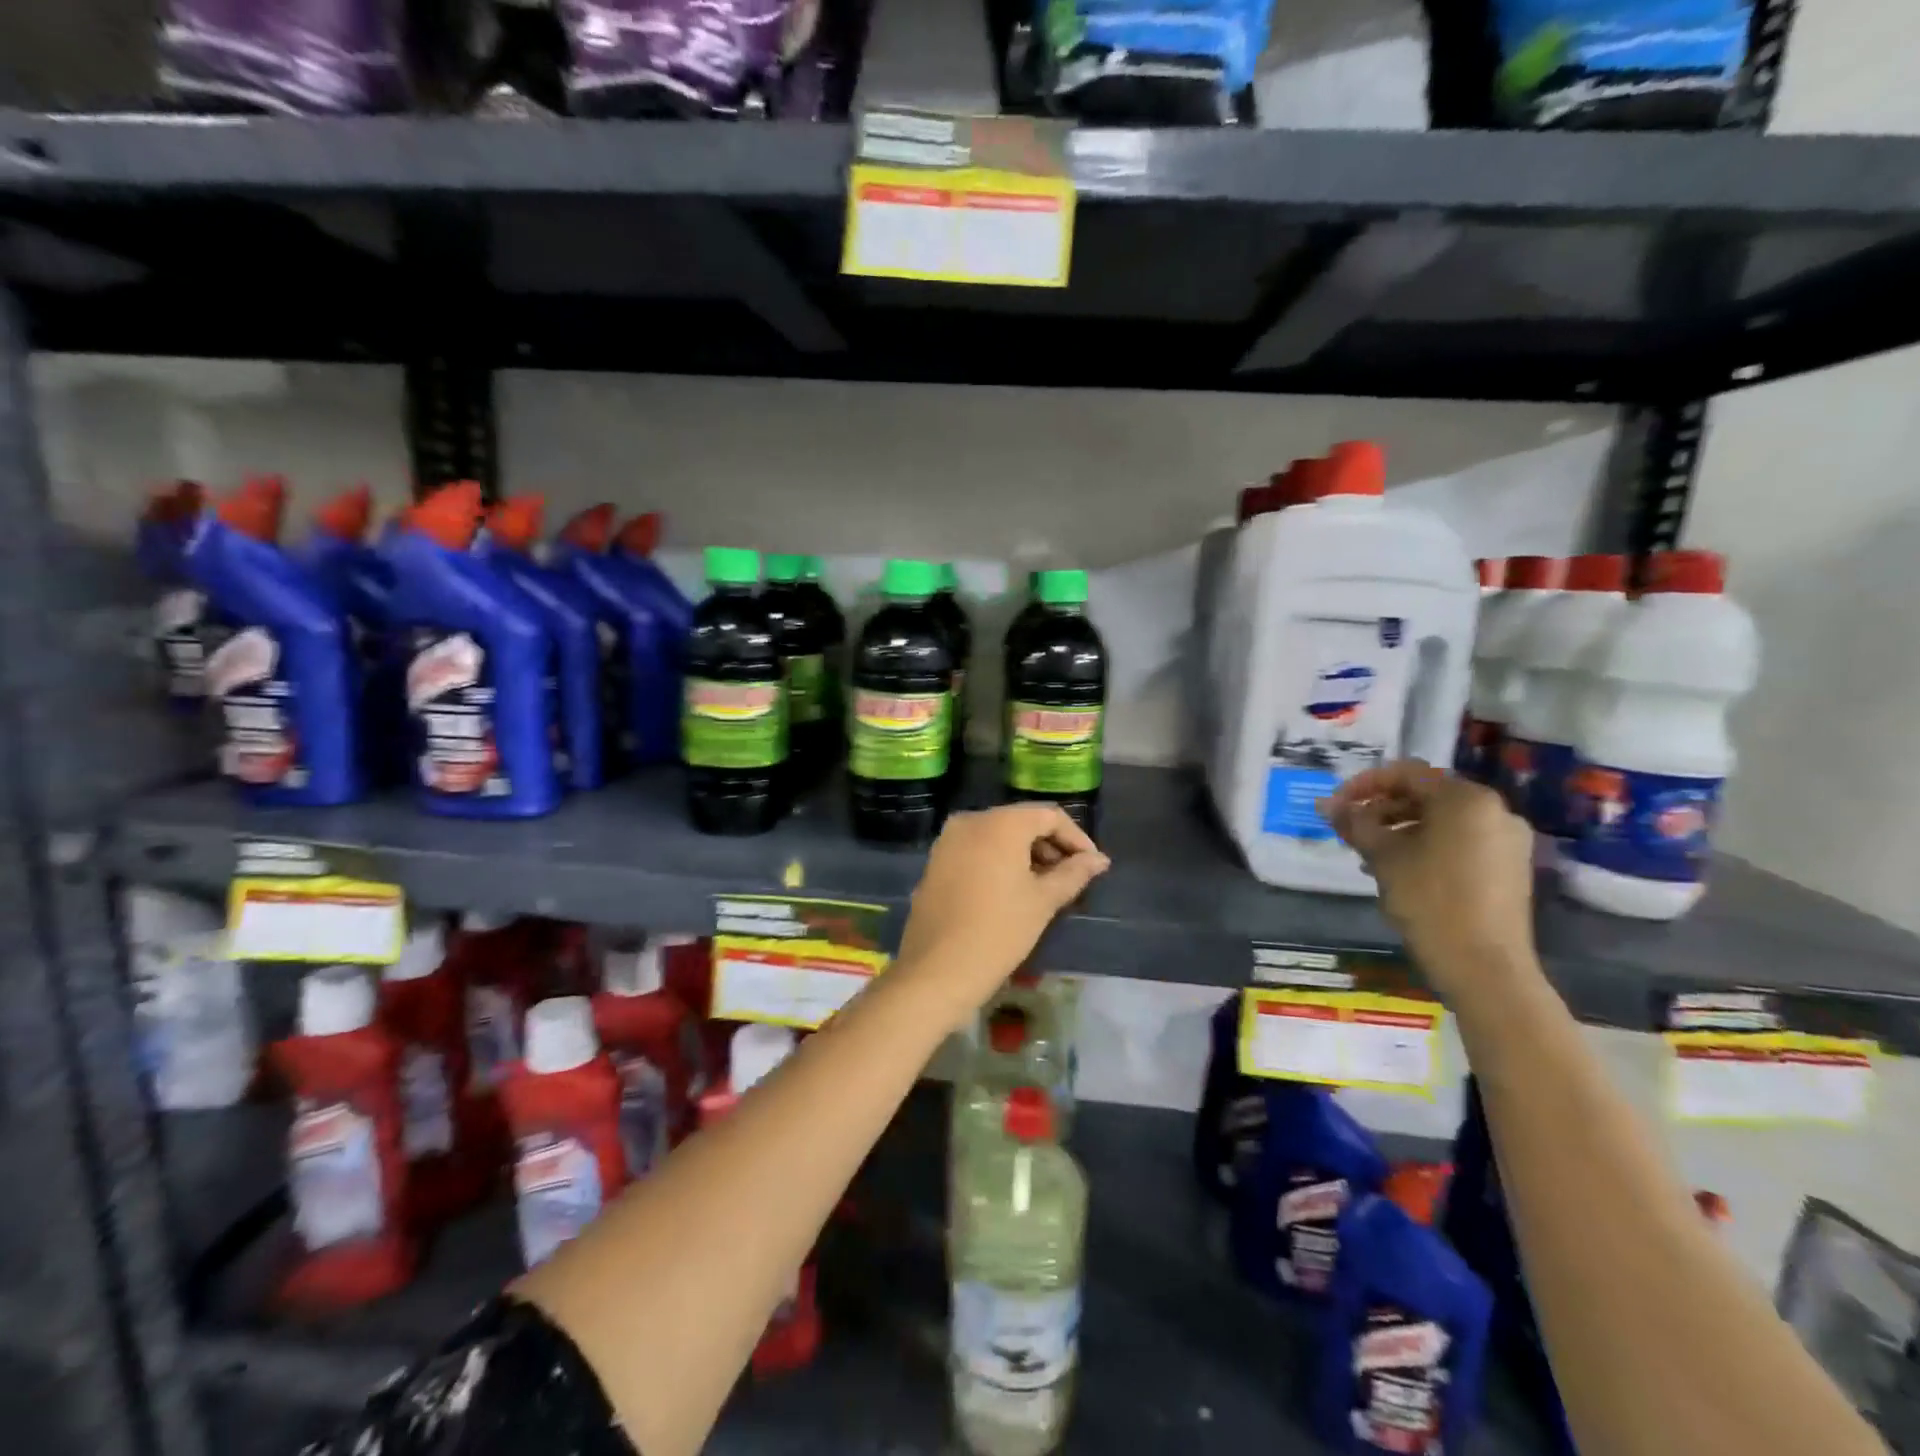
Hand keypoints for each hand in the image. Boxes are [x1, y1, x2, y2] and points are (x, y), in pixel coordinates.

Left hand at [895, 804, 1110, 1023]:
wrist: (938, 969)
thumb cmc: (1000, 930)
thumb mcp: (1043, 900)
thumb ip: (1074, 873)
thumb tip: (1099, 860)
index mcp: (1000, 823)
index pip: (1049, 815)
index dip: (1076, 838)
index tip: (1092, 865)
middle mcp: (971, 820)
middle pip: (1021, 822)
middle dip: (1050, 845)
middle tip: (1071, 877)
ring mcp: (948, 840)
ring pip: (997, 835)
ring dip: (1025, 854)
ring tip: (1045, 886)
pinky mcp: (935, 862)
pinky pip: (976, 849)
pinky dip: (999, 861)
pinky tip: (1012, 890)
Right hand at [1322, 760, 1535, 997]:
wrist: (1485, 966)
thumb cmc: (1430, 900)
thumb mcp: (1383, 857)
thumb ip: (1355, 824)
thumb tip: (1327, 805)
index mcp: (1466, 799)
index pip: (1406, 774)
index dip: (1364, 785)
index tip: (1336, 805)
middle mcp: (1494, 810)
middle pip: (1427, 795)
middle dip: (1383, 808)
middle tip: (1351, 829)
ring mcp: (1508, 839)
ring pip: (1443, 820)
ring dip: (1402, 828)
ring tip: (1370, 853)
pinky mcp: (1510, 867)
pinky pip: (1461, 841)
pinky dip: (1428, 845)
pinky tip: (1402, 869)